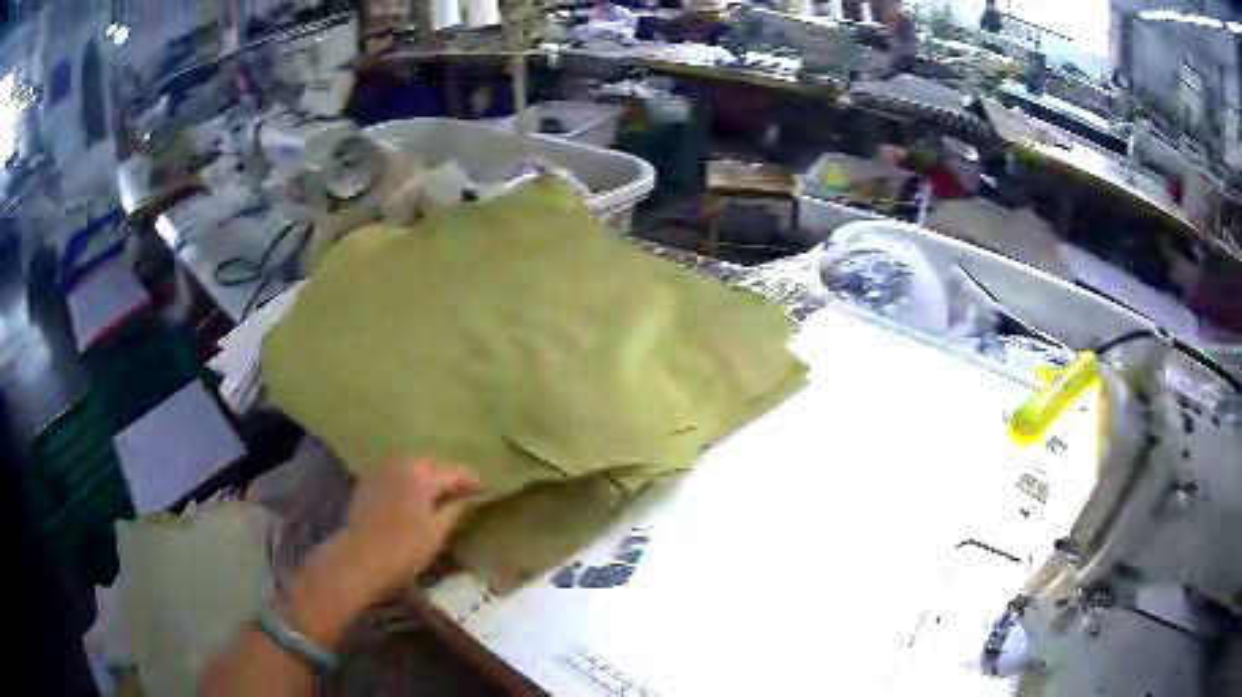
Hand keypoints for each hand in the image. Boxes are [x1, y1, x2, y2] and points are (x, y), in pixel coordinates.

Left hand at [338, 459, 480, 598]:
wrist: (360, 557)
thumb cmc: (404, 548)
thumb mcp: (437, 533)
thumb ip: (455, 510)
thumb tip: (468, 497)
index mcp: (423, 476)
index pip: (454, 472)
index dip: (471, 479)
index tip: (482, 488)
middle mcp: (402, 465)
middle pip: (430, 464)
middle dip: (445, 475)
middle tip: (458, 491)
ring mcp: (381, 472)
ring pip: (409, 467)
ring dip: (424, 477)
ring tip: (434, 494)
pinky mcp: (367, 483)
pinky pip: (393, 475)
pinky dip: (405, 482)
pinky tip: (408, 499)